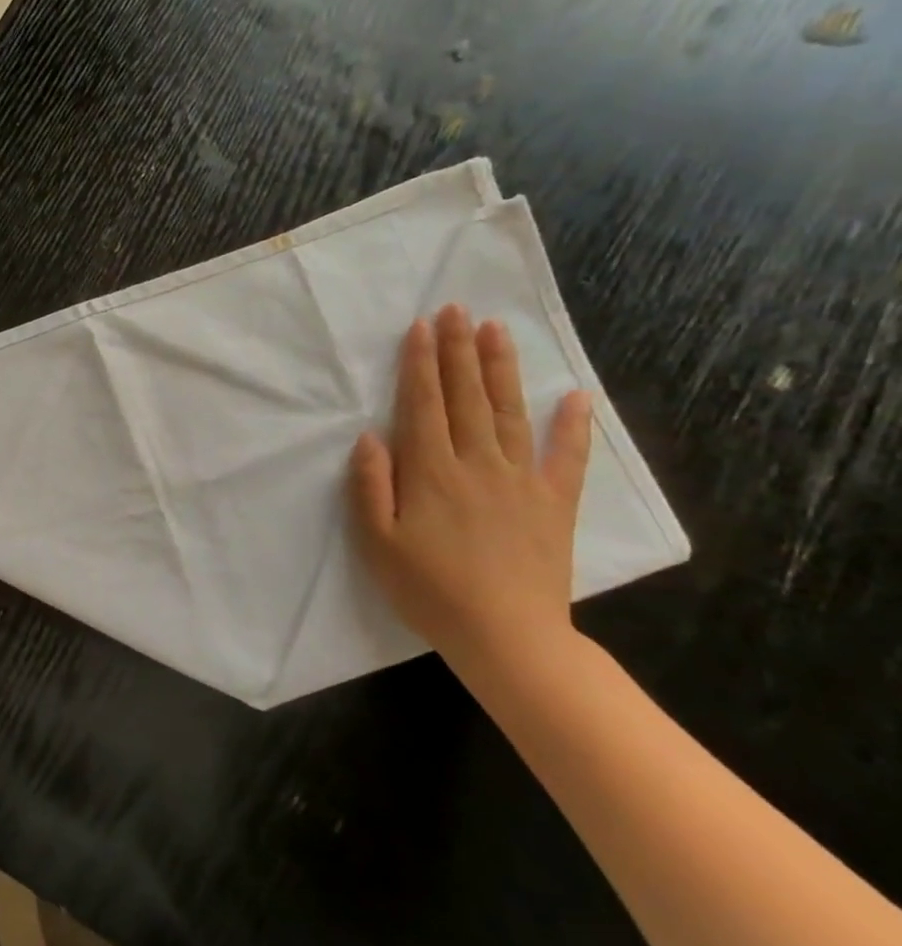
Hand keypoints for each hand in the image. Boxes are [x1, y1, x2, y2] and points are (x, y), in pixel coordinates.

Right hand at [349, 306, 592, 665]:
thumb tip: (371, 435)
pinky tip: (574, 397)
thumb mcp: (377, 542)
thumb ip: (371, 486)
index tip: (422, 327)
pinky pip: (566, 457)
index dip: (421, 363)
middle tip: (458, 309)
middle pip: (467, 397)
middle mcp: (478, 464)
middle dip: (459, 350)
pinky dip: (572, 425)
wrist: (506, 636)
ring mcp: (522, 481)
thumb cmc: (428, 590)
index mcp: (431, 473)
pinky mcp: (554, 504)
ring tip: (498, 331)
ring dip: (502, 369)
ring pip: (510, 412)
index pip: (424, 405)